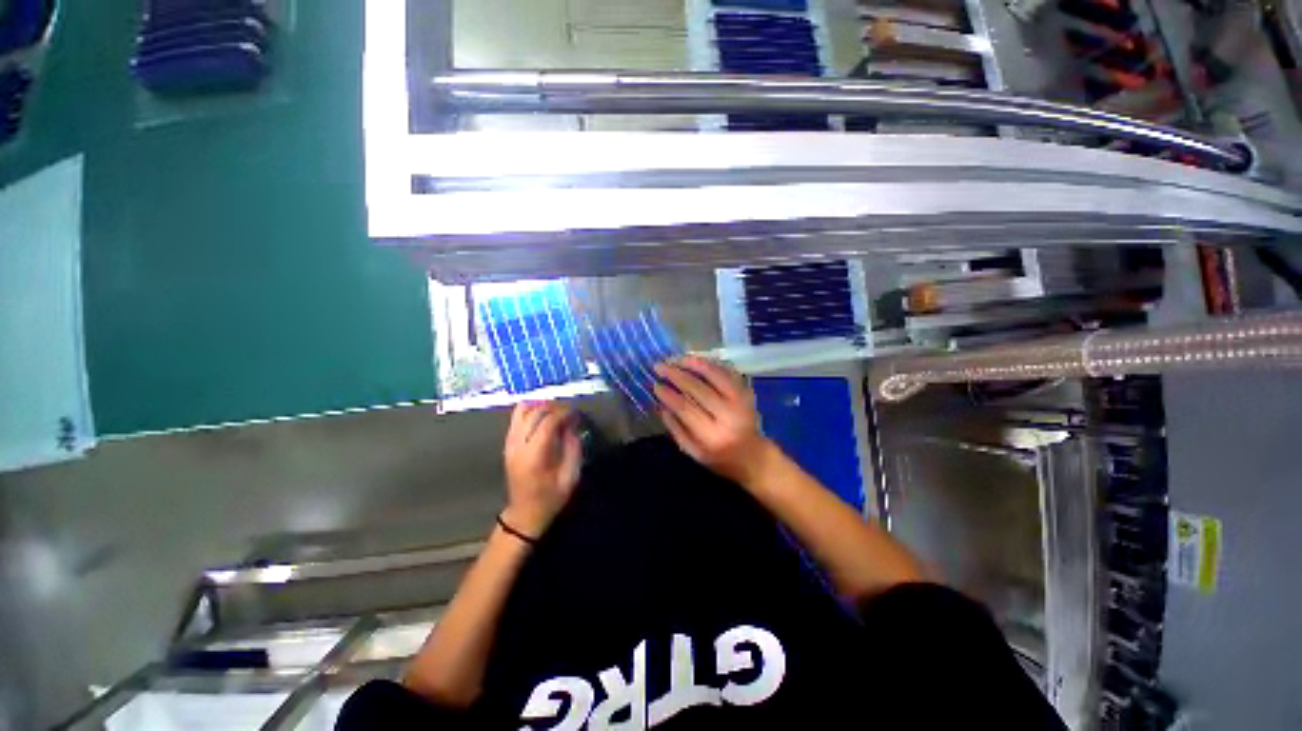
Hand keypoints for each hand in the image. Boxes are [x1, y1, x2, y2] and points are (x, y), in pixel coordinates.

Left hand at [502, 401, 581, 537]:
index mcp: (534, 455)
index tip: (576, 414)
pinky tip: (543, 415)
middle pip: (534, 412)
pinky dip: (530, 410)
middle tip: (568, 411)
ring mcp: (510, 443)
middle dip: (553, 407)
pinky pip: (516, 418)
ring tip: (556, 410)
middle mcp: (518, 445)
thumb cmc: (550, 498)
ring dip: (540, 406)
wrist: (524, 513)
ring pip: (521, 411)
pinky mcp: (508, 443)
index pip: (547, 422)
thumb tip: (573, 426)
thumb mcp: (570, 477)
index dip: (563, 413)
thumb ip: (573, 449)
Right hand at [654, 356, 776, 485]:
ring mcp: (740, 400)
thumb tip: (660, 405)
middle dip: (676, 375)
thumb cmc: (718, 456)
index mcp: (712, 435)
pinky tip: (696, 360)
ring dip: (693, 364)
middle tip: (660, 366)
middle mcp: (728, 415)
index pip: (685, 408)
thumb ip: (676, 429)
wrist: (752, 454)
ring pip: (715, 375)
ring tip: (676, 359)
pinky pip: (727, 371)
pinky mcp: (747, 391)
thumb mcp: (693, 452)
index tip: (655, 385)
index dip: (668, 395)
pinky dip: (711, 364)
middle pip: (698, 388)